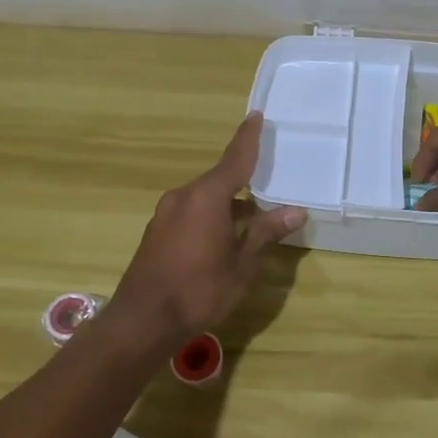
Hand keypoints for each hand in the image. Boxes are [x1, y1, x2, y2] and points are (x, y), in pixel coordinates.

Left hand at [111, 112, 305, 343]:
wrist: (142, 322)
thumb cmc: (199, 290)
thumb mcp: (242, 264)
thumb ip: (265, 233)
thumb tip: (295, 211)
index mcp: (207, 197)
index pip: (235, 159)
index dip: (248, 138)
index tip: (257, 115)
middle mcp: (184, 196)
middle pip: (220, 179)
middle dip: (244, 179)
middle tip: (268, 178)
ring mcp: (166, 214)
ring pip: (205, 198)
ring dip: (228, 203)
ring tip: (253, 216)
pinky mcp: (157, 232)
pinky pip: (191, 212)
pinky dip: (211, 215)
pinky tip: (225, 235)